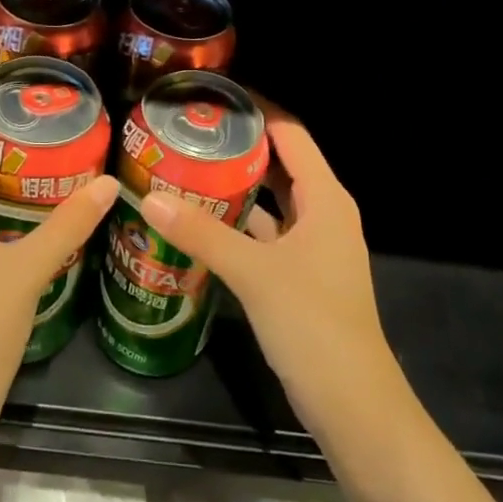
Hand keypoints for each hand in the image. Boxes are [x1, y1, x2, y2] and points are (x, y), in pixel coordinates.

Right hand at [139, 96, 401, 441]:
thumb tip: (149, 198)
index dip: (257, 110)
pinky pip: (265, 236)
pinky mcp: (299, 277)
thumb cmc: (313, 323)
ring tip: (186, 169)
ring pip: (270, 203)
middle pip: (279, 165)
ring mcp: (312, 248)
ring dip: (234, 188)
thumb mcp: (253, 272)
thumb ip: (202, 233)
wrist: (353, 405)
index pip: (291, 134)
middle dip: (238, 148)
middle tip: (188, 132)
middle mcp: (322, 214)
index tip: (214, 96)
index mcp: (325, 199)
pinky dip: (236, 226)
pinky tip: (199, 223)